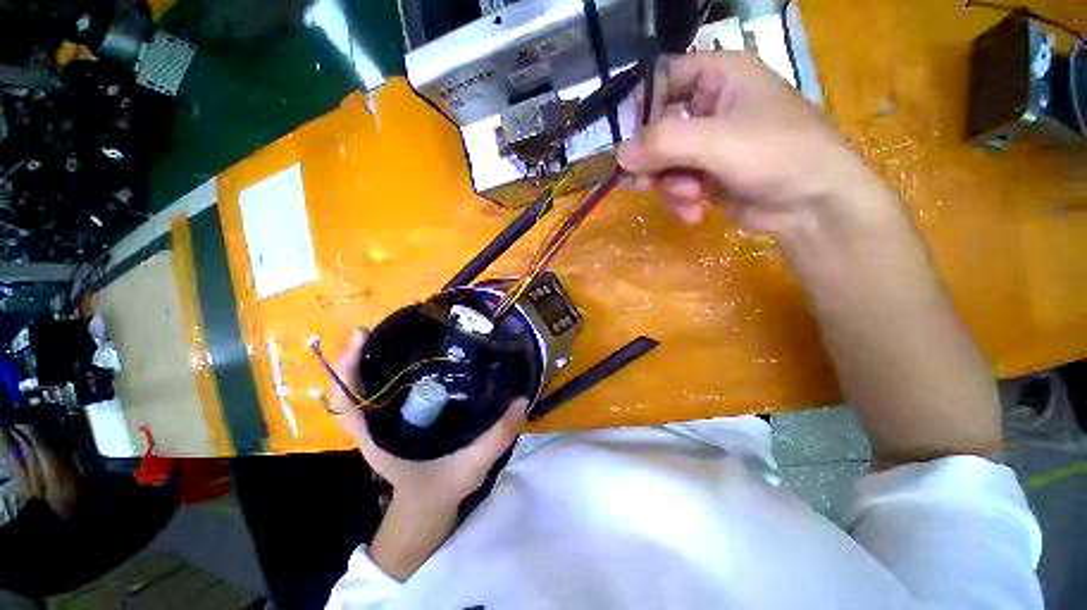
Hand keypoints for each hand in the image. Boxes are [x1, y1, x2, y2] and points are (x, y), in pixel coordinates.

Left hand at [330, 328, 526, 510]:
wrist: (428, 506)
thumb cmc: (442, 488)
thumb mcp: (472, 466)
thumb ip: (496, 437)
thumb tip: (520, 399)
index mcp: (381, 439)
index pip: (348, 405)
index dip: (347, 372)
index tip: (361, 338)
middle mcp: (375, 426)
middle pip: (354, 387)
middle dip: (363, 354)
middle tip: (384, 325)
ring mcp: (383, 421)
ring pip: (368, 386)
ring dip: (375, 358)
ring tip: (398, 331)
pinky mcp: (396, 417)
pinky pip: (386, 390)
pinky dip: (391, 369)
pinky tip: (415, 354)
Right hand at [618, 52, 893, 239]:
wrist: (813, 205)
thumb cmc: (777, 154)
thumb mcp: (718, 142)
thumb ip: (664, 144)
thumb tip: (618, 155)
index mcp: (719, 77)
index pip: (663, 78)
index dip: (643, 108)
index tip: (634, 143)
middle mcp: (710, 107)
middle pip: (658, 129)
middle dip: (657, 161)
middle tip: (651, 183)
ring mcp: (707, 144)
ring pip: (664, 162)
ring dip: (670, 186)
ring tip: (690, 199)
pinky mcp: (706, 175)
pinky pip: (675, 184)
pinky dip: (680, 200)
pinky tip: (694, 214)